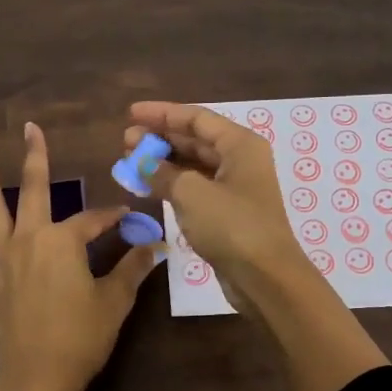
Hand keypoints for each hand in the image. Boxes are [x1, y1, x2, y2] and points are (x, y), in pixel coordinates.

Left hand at [0, 122, 160, 390]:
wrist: (40, 376)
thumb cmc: (82, 336)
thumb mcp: (115, 300)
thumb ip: (132, 268)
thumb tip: (154, 247)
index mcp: (62, 241)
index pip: (93, 219)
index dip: (113, 218)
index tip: (130, 219)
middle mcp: (29, 239)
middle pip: (32, 191)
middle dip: (35, 158)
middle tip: (30, 127)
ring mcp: (4, 260)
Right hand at [127, 100, 388, 390]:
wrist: (265, 277)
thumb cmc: (232, 226)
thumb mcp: (191, 193)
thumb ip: (163, 173)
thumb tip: (143, 163)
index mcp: (239, 145)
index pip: (196, 118)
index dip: (162, 113)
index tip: (131, 113)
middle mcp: (240, 160)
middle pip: (195, 139)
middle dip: (160, 138)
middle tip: (126, 140)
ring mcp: (235, 188)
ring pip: (193, 165)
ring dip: (163, 162)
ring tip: (131, 162)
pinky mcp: (228, 214)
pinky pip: (195, 189)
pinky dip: (172, 185)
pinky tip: (149, 187)